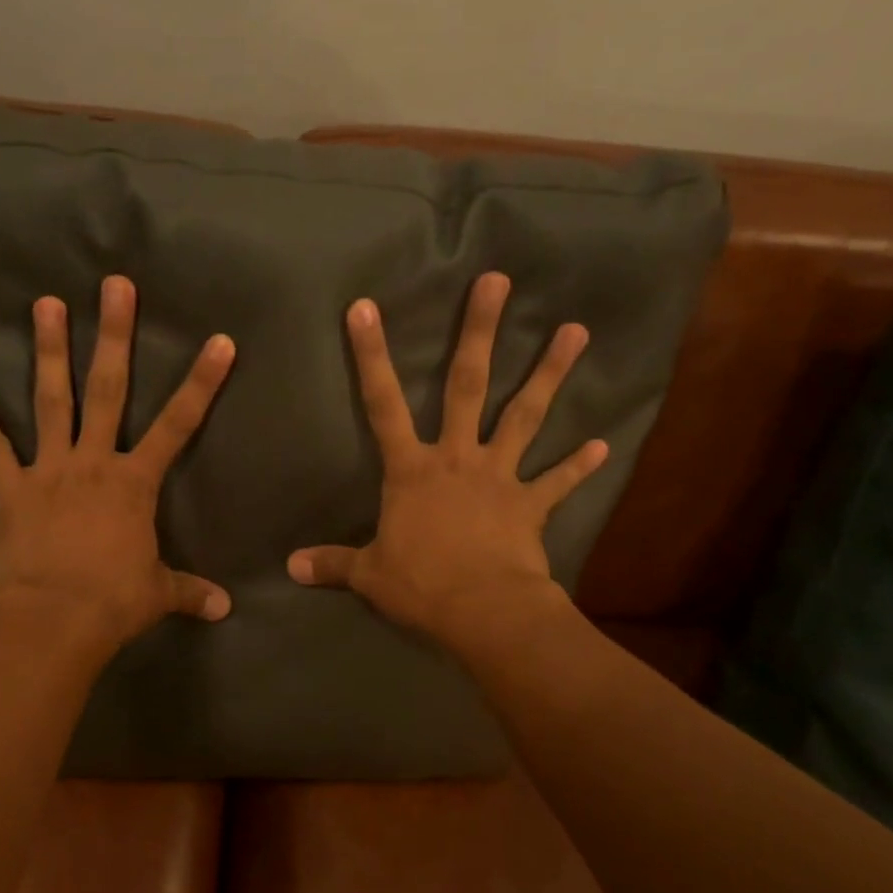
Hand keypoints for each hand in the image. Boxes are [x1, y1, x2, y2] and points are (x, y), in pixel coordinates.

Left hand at [0, 274, 234, 649]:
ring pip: (51, 401)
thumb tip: (225, 610)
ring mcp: (49, 470)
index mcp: (134, 482)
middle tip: (114, 287)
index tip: (219, 342)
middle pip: (108, 390)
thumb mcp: (158, 593)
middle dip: (114, 337)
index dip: (202, 382)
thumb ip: (190, 591)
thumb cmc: (113, 601)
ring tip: (45, 304)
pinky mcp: (12, 489)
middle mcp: (93, 462)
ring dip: (49, 353)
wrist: (54, 619)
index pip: (179, 424)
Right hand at [287, 271, 608, 646]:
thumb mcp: (369, 574)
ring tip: (576, 331)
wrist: (483, 610)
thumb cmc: (421, 585)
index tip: (364, 309)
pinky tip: (602, 444)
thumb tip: (291, 567)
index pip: (382, 404)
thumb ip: (333, 564)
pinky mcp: (531, 504)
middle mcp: (457, 458)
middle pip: (467, 385)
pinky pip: (558, 481)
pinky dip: (578, 465)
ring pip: (525, 415)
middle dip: (479, 332)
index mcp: (412, 470)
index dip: (370, 356)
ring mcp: (499, 477)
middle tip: (498, 281)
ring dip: (550, 373)